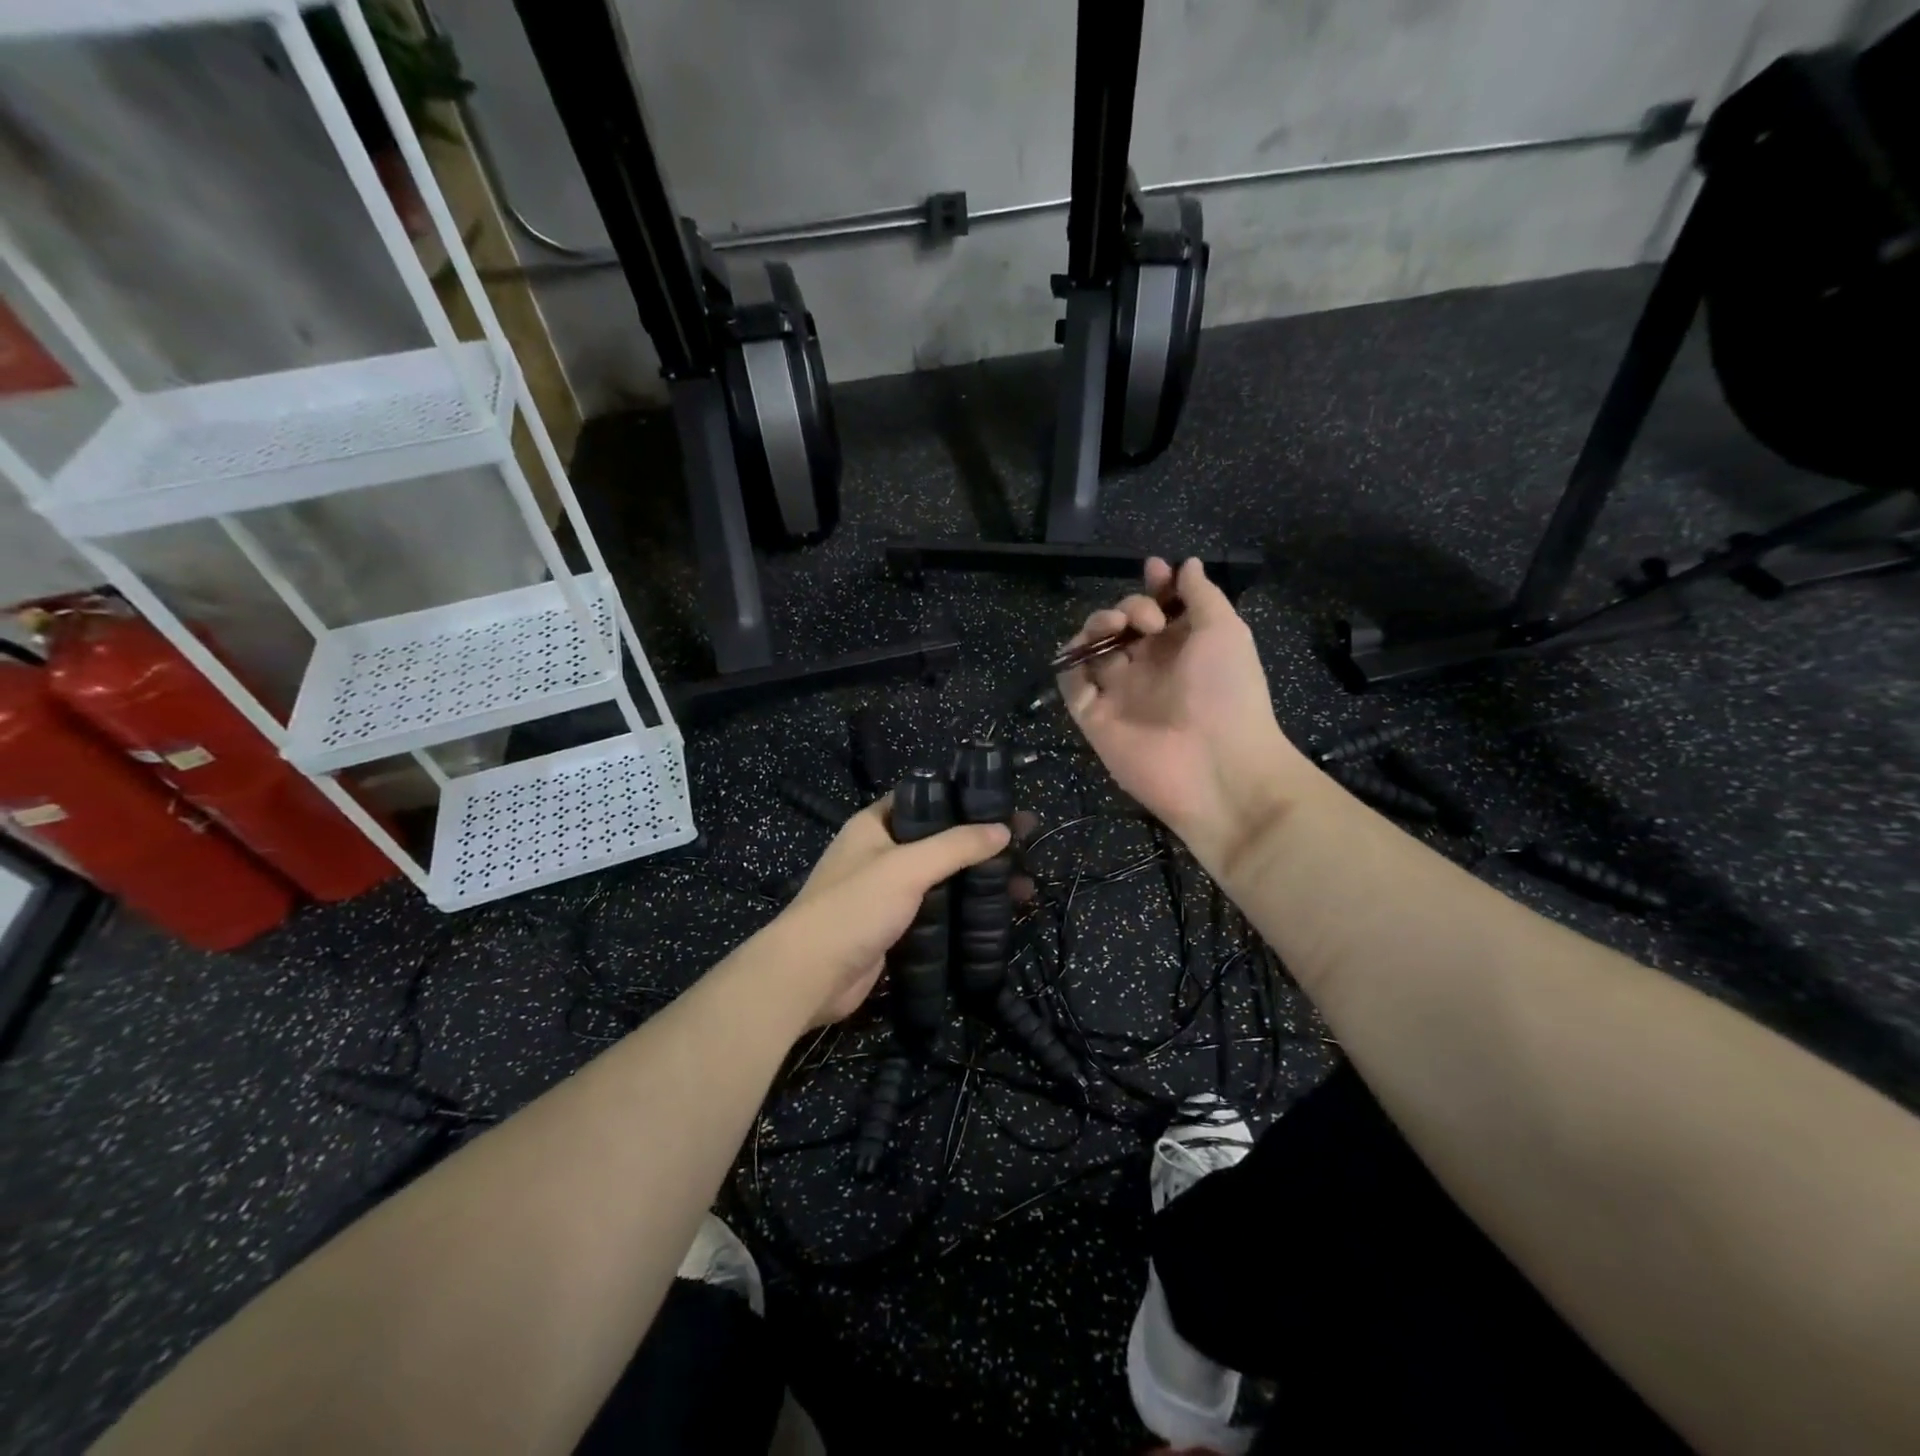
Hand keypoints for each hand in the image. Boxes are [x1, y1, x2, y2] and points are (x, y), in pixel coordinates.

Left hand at [765, 798, 1009, 1027]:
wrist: (809, 976)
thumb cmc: (854, 907)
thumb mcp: (906, 867)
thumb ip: (955, 846)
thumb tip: (1003, 829)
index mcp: (875, 825)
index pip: (925, 799)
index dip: (964, 800)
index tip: (1004, 806)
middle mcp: (880, 854)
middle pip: (940, 841)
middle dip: (981, 844)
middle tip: (1026, 847)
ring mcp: (887, 893)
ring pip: (942, 879)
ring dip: (978, 880)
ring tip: (1023, 885)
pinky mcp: (894, 928)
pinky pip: (937, 912)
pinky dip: (964, 911)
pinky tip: (997, 916)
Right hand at [1059, 557, 1306, 867]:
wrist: (1218, 767)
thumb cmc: (1228, 692)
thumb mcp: (1225, 631)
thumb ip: (1202, 596)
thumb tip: (1186, 564)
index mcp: (1183, 649)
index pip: (1159, 610)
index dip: (1154, 589)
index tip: (1154, 571)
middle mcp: (1149, 668)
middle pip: (1122, 625)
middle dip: (1128, 606)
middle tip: (1146, 620)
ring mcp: (1119, 693)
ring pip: (1092, 648)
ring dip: (1097, 626)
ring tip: (1116, 629)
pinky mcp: (1094, 717)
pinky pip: (1071, 684)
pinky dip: (1070, 664)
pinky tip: (1084, 652)